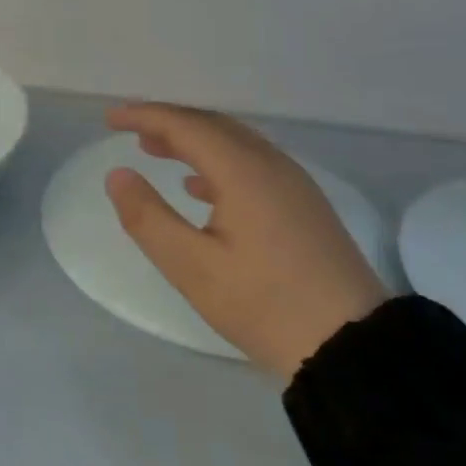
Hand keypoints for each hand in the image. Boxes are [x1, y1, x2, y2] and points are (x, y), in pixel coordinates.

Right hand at [103, 102, 389, 380]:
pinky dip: (217, 161)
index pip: (185, 125)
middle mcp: (271, 164)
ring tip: (156, 150)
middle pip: (212, 125)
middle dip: (168, 122)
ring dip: (192, 140)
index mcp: (243, 171)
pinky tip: (200, 188)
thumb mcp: (192, 267)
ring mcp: (293, 184)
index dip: (144, 116)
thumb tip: (117, 175)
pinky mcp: (304, 205)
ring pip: (234, 142)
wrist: (355, 348)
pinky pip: (252, 163)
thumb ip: (148, 217)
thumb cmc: (265, 305)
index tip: (110, 120)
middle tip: (129, 131)